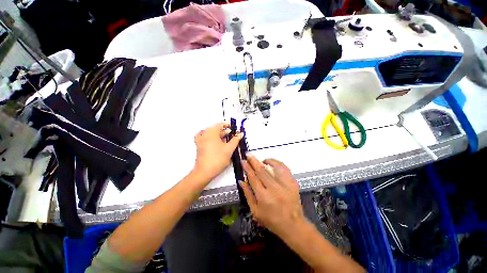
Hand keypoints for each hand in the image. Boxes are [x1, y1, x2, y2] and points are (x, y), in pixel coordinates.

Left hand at [193, 123, 242, 181]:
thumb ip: (235, 140)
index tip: (233, 128)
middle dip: (223, 131)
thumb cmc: (218, 159)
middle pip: (215, 129)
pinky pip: (204, 137)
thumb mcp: (229, 149)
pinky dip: (209, 137)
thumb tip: (241, 134)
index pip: (219, 124)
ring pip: (210, 133)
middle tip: (231, 135)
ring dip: (218, 134)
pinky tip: (213, 141)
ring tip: (225, 139)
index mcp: (211, 132)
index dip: (227, 125)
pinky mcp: (198, 146)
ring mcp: (200, 140)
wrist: (204, 171)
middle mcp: (204, 134)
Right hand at [240, 154, 304, 236]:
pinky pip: (284, 168)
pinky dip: (277, 163)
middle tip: (248, 154)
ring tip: (260, 159)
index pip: (253, 178)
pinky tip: (272, 163)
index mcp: (263, 197)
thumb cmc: (271, 220)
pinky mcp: (292, 183)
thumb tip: (241, 180)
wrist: (293, 225)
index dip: (247, 168)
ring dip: (266, 160)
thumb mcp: (255, 211)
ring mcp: (285, 184)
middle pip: (261, 170)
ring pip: (273, 167)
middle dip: (253, 161)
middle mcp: (274, 189)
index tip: (243, 161)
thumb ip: (247, 194)